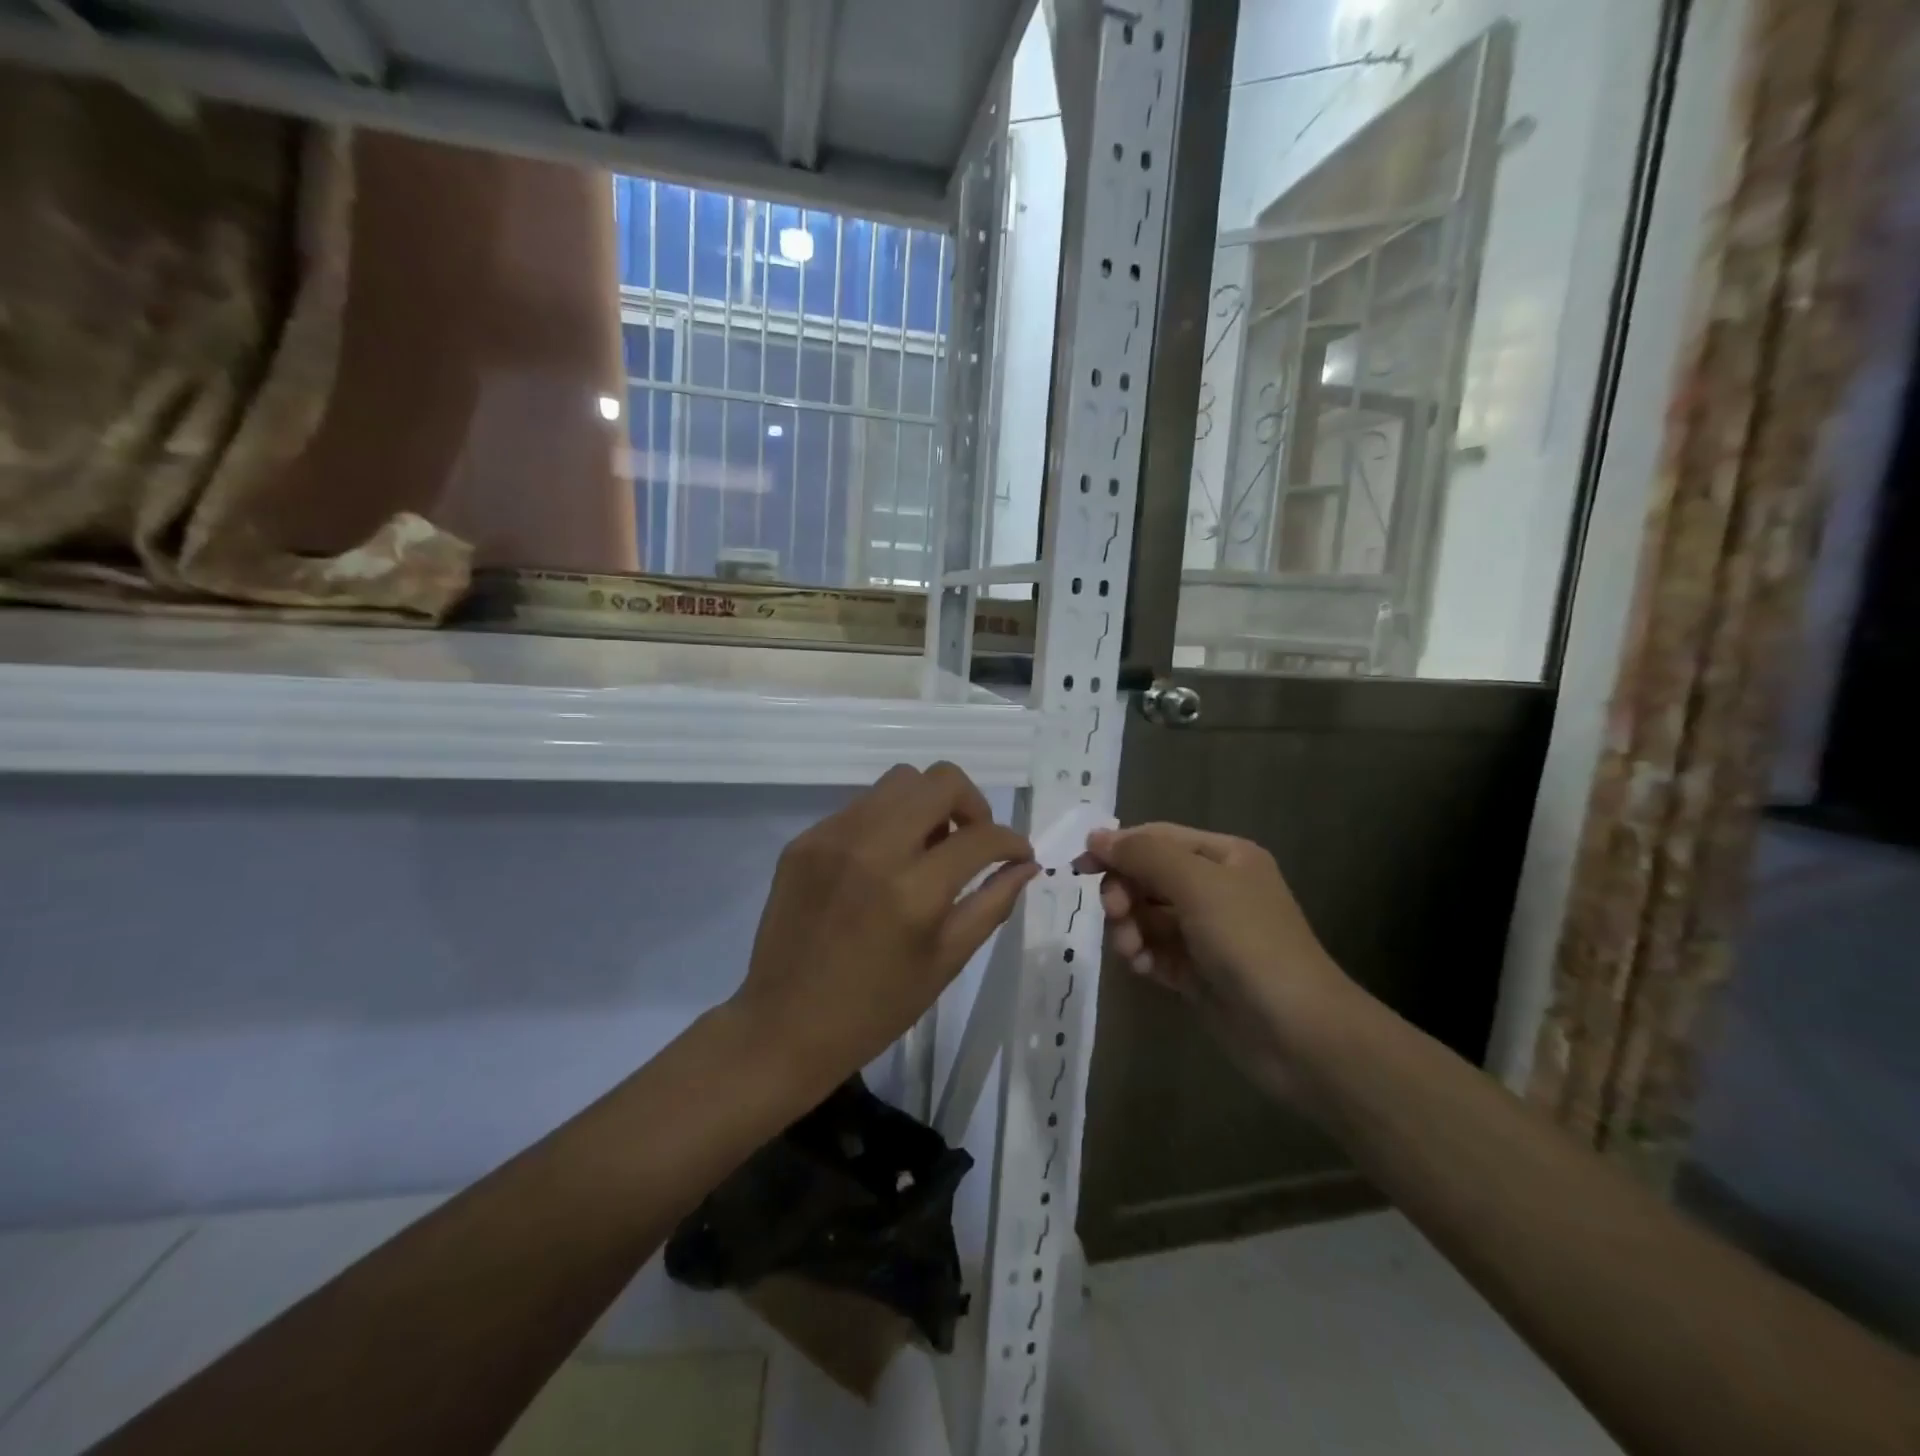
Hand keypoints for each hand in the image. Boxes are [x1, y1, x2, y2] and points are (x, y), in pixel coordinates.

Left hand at [732, 763, 1038, 1091]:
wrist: (783, 1025)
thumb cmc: (875, 1007)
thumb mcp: (946, 962)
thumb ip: (991, 904)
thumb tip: (1025, 865)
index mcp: (914, 891)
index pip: (981, 836)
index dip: (1011, 841)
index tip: (1017, 854)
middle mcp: (873, 848)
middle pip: (940, 780)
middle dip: (972, 803)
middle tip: (972, 839)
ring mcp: (832, 838)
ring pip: (898, 782)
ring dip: (927, 806)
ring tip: (927, 849)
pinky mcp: (804, 840)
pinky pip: (861, 807)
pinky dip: (886, 822)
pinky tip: (883, 863)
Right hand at [1076, 823, 1355, 1099]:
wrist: (1299, 1033)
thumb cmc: (1250, 944)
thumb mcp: (1198, 885)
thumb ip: (1145, 855)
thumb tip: (1097, 835)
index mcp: (1224, 857)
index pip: (1157, 838)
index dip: (1118, 848)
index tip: (1080, 867)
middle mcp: (1215, 888)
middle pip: (1147, 877)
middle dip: (1125, 893)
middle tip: (1116, 915)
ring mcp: (1206, 932)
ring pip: (1146, 916)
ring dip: (1129, 928)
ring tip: (1131, 951)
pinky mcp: (1197, 971)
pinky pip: (1154, 950)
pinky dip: (1141, 954)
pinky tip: (1141, 967)